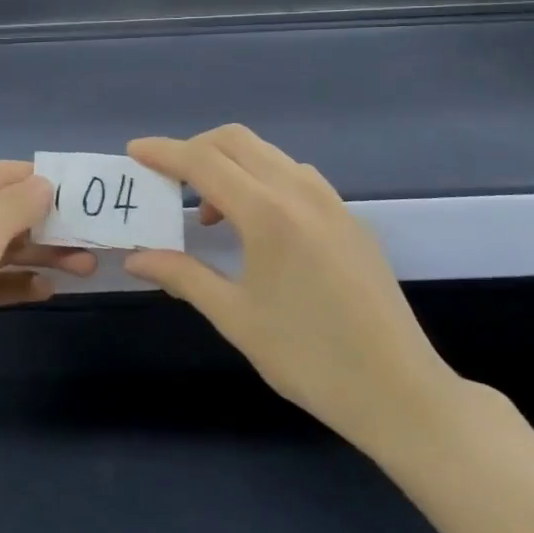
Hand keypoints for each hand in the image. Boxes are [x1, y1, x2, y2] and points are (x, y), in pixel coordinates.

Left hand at [0, 160, 94, 438]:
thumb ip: (12, 209)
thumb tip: (44, 182)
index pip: (1, 174)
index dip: (43, 181)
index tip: (87, 197)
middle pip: (4, 211)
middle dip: (48, 224)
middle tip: (93, 240)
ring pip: (1, 247)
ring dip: (40, 255)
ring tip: (85, 267)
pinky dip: (17, 282)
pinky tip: (47, 290)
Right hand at [124, 125, 459, 459]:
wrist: (400, 391)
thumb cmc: (309, 358)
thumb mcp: (236, 317)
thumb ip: (183, 276)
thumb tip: (136, 257)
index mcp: (268, 214)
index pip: (203, 162)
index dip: (164, 152)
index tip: (134, 152)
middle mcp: (300, 192)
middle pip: (235, 141)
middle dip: (194, 150)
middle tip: (167, 182)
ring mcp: (331, 201)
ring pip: (267, 154)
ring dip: (229, 164)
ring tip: (210, 212)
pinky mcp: (349, 217)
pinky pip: (294, 174)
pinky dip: (261, 178)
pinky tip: (255, 223)